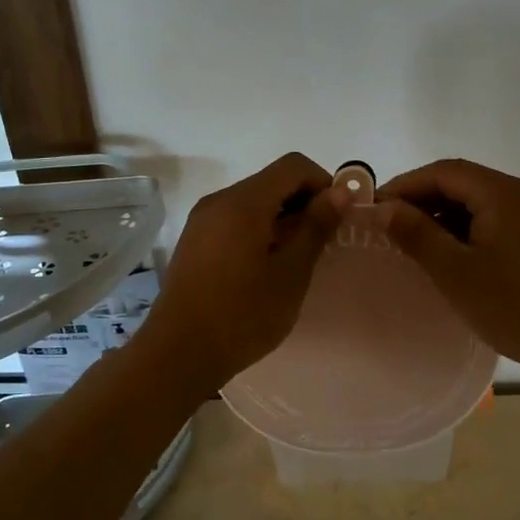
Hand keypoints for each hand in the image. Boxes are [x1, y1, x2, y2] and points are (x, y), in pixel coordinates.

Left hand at [136, 153, 344, 391]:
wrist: (179, 354)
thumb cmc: (243, 315)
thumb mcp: (291, 273)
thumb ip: (316, 227)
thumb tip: (340, 192)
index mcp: (243, 202)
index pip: (293, 165)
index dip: (323, 184)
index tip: (336, 220)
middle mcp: (219, 200)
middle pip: (272, 180)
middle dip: (303, 202)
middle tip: (321, 244)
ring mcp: (202, 220)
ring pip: (253, 201)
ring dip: (282, 217)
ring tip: (296, 259)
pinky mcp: (194, 240)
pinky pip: (235, 219)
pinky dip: (259, 229)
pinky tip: (266, 267)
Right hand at [380, 158, 519, 386]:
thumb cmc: (516, 307)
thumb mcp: (456, 272)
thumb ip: (416, 235)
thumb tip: (382, 209)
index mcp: (505, 193)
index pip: (445, 172)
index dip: (406, 184)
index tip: (375, 207)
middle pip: (463, 182)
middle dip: (422, 199)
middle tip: (389, 226)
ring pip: (479, 201)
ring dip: (444, 215)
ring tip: (412, 241)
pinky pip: (496, 218)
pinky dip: (467, 228)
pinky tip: (448, 253)